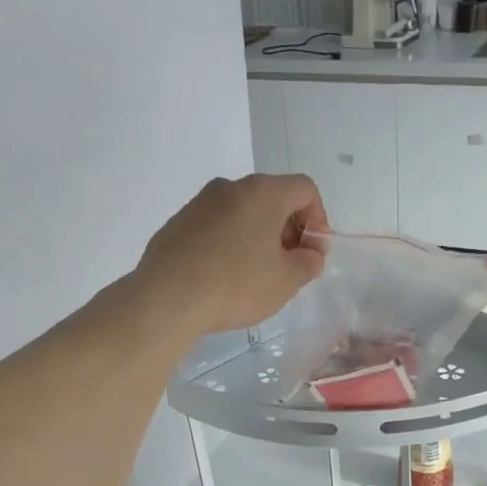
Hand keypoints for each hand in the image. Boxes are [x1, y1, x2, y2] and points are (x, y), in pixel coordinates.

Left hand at [136, 174, 328, 333]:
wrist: (168, 298)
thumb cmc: (237, 284)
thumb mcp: (287, 280)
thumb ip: (308, 262)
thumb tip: (310, 254)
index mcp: (262, 192)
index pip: (304, 189)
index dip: (318, 219)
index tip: (312, 252)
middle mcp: (229, 187)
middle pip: (271, 198)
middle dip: (287, 229)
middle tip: (288, 265)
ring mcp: (199, 203)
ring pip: (241, 212)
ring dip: (257, 236)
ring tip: (255, 274)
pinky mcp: (177, 224)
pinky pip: (215, 227)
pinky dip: (228, 244)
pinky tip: (223, 277)